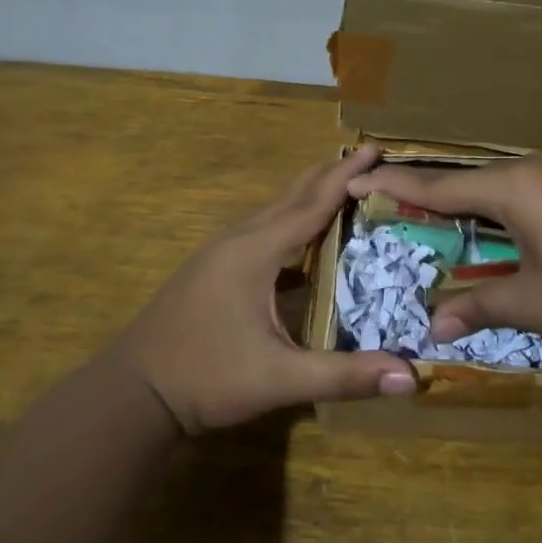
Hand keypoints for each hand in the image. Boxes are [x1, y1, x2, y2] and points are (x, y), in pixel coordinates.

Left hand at [117, 146, 416, 433]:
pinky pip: (260, 234)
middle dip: (329, 175)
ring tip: (342, 188)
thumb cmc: (205, 379)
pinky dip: (289, 225)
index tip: (376, 147)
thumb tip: (410, 376)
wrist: (131, 396)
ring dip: (307, 197)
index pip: (311, 205)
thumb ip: (344, 376)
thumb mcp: (279, 379)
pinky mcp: (211, 272)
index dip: (346, 177)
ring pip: (272, 214)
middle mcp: (237, 241)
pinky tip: (303, 243)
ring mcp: (219, 255)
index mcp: (254, 252)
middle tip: (367, 156)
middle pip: (290, 197)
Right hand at [347, 150, 541, 343]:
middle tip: (401, 211)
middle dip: (435, 199)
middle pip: (471, 183)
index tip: (359, 177)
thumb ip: (481, 307)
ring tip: (452, 226)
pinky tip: (513, 231)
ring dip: (476, 207)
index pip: (439, 187)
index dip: (396, 186)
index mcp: (512, 188)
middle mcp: (535, 167)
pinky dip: (509, 208)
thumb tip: (433, 327)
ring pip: (505, 185)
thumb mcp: (536, 303)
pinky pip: (534, 189)